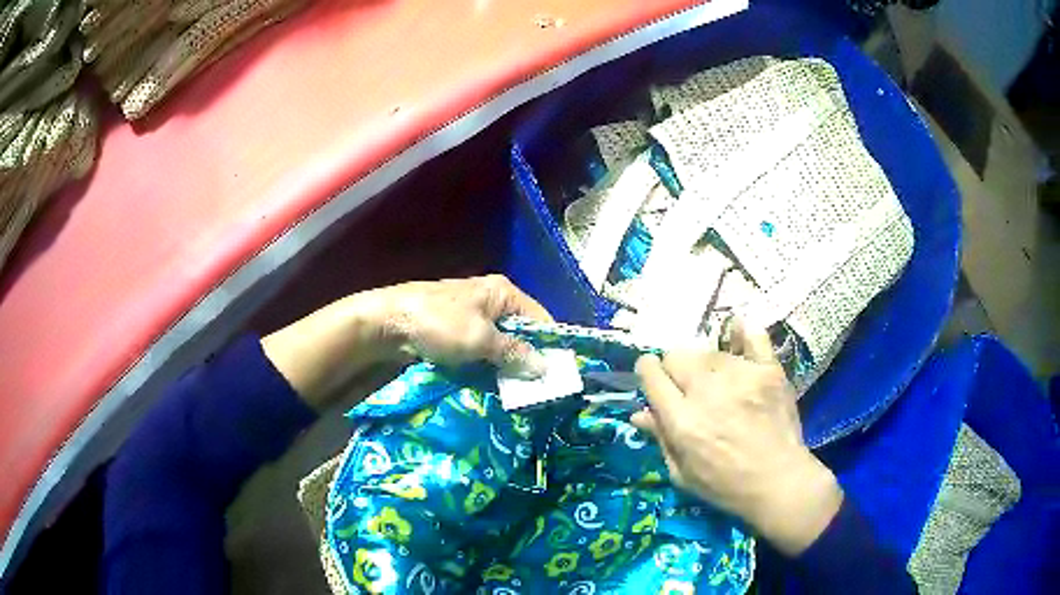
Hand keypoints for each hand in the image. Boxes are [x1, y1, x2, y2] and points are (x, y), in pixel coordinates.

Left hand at [262, 275, 551, 409]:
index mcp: (502, 292)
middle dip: (529, 360)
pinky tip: (494, 388)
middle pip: (521, 334)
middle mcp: (490, 301)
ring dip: (508, 368)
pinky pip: (482, 352)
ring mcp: (472, 318)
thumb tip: (546, 369)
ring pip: (501, 346)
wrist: (386, 324)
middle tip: (539, 391)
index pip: (540, 318)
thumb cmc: (437, 324)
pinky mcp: (456, 334)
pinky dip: (489, 368)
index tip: (559, 376)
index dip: (551, 346)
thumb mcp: (480, 339)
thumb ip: (515, 354)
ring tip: (519, 395)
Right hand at [631, 321, 842, 556]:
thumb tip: (639, 413)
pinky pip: (753, 337)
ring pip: (709, 351)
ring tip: (719, 384)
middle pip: (677, 355)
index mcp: (683, 420)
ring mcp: (742, 376)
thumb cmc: (726, 486)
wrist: (779, 481)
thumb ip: (661, 439)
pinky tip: (738, 335)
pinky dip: (744, 334)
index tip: (653, 378)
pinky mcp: (768, 370)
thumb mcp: (682, 474)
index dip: (647, 372)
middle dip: (675, 368)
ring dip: (707, 365)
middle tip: (687, 387)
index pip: (652, 374)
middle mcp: (708, 391)